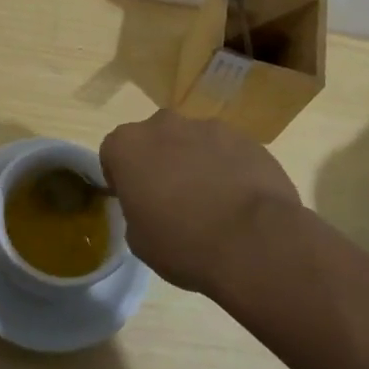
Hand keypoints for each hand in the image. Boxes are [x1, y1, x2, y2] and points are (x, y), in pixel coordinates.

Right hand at [101, 110, 301, 294]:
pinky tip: (239, 199)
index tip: (133, 199)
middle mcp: (164, 125)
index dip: (120, 175)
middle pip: (154, 139)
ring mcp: (208, 127)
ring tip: (212, 202)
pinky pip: (226, 150)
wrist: (255, 241)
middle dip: (159, 161)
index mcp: (129, 146)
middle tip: (171, 198)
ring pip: (192, 141)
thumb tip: (152, 205)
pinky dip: (227, 167)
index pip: (112, 151)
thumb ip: (136, 210)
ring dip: (194, 162)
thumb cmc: (184, 244)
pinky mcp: (245, 138)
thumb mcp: (140, 240)